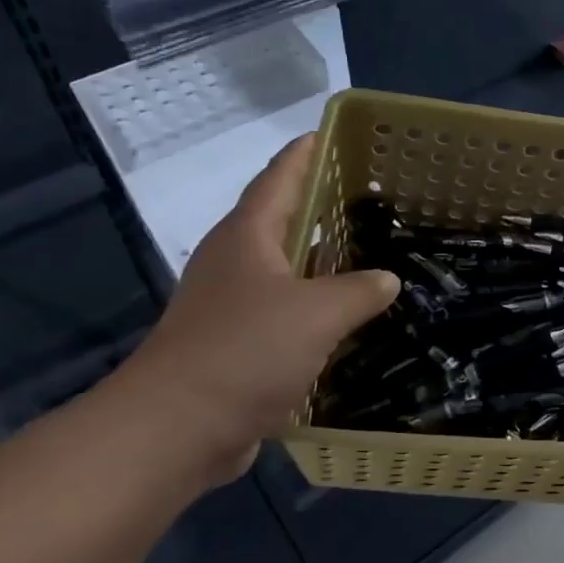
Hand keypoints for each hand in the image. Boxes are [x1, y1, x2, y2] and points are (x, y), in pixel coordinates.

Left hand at [107, 135, 399, 485]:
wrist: (176, 429)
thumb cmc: (245, 352)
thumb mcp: (317, 314)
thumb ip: (358, 290)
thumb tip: (387, 280)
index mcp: (248, 236)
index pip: (279, 177)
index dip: (306, 153)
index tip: (332, 133)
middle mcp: (236, 262)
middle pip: (282, 220)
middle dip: (321, 205)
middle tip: (370, 196)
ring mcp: (232, 304)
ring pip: (285, 269)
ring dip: (321, 261)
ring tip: (368, 252)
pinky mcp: (235, 343)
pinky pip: (285, 310)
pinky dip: (315, 306)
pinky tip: (347, 317)